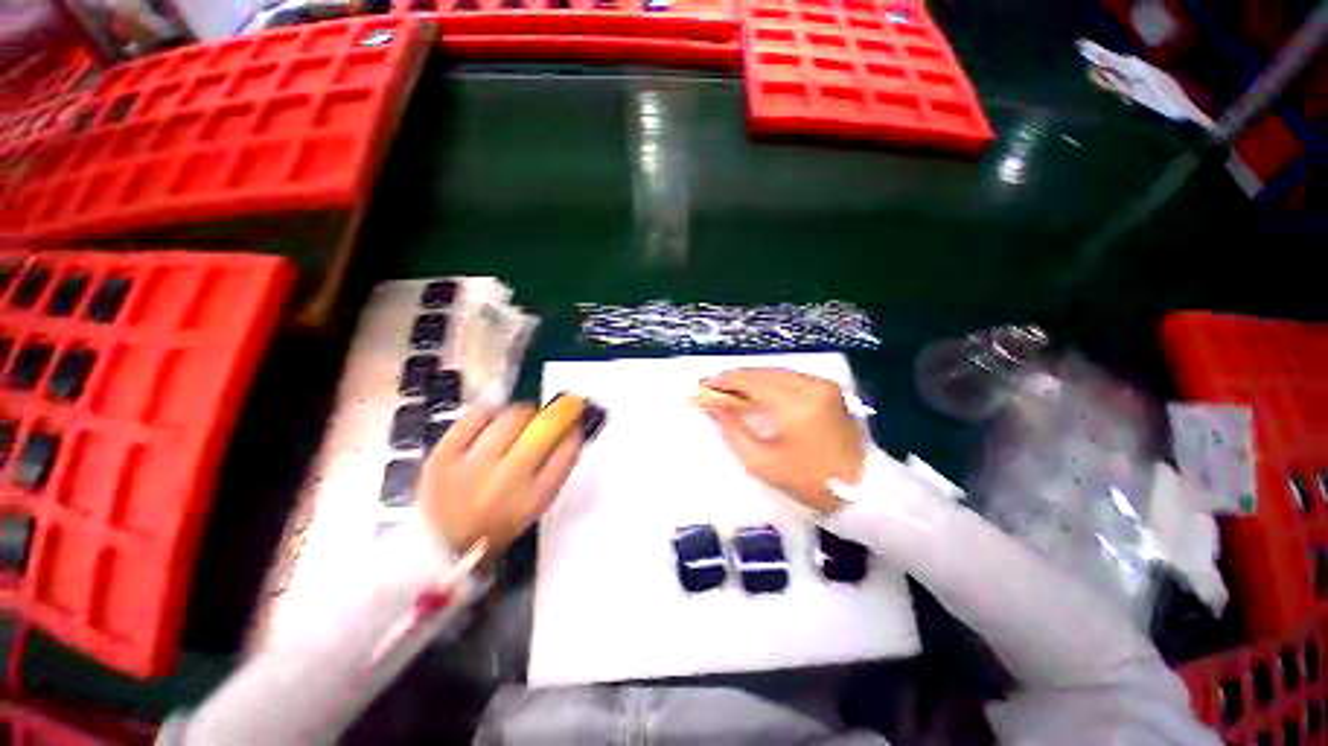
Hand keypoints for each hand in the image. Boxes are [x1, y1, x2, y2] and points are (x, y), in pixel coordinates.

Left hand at [419, 405, 581, 558]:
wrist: (438, 547)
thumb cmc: (495, 526)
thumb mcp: (534, 507)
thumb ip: (554, 471)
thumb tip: (569, 431)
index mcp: (533, 499)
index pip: (567, 452)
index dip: (575, 431)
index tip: (576, 423)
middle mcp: (506, 481)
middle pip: (544, 428)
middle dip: (558, 413)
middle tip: (557, 410)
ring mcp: (472, 466)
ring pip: (511, 418)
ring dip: (525, 413)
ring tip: (523, 418)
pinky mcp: (443, 455)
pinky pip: (475, 417)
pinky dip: (490, 412)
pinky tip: (493, 419)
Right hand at [699, 369, 863, 512]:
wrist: (862, 489)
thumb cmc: (809, 481)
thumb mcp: (761, 462)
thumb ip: (732, 430)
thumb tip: (713, 406)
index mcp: (794, 405)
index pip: (751, 381)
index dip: (724, 381)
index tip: (703, 385)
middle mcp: (810, 386)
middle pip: (762, 372)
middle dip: (735, 378)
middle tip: (713, 387)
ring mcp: (823, 384)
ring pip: (776, 371)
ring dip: (751, 378)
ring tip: (730, 389)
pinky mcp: (829, 388)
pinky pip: (791, 377)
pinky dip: (770, 381)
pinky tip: (757, 392)